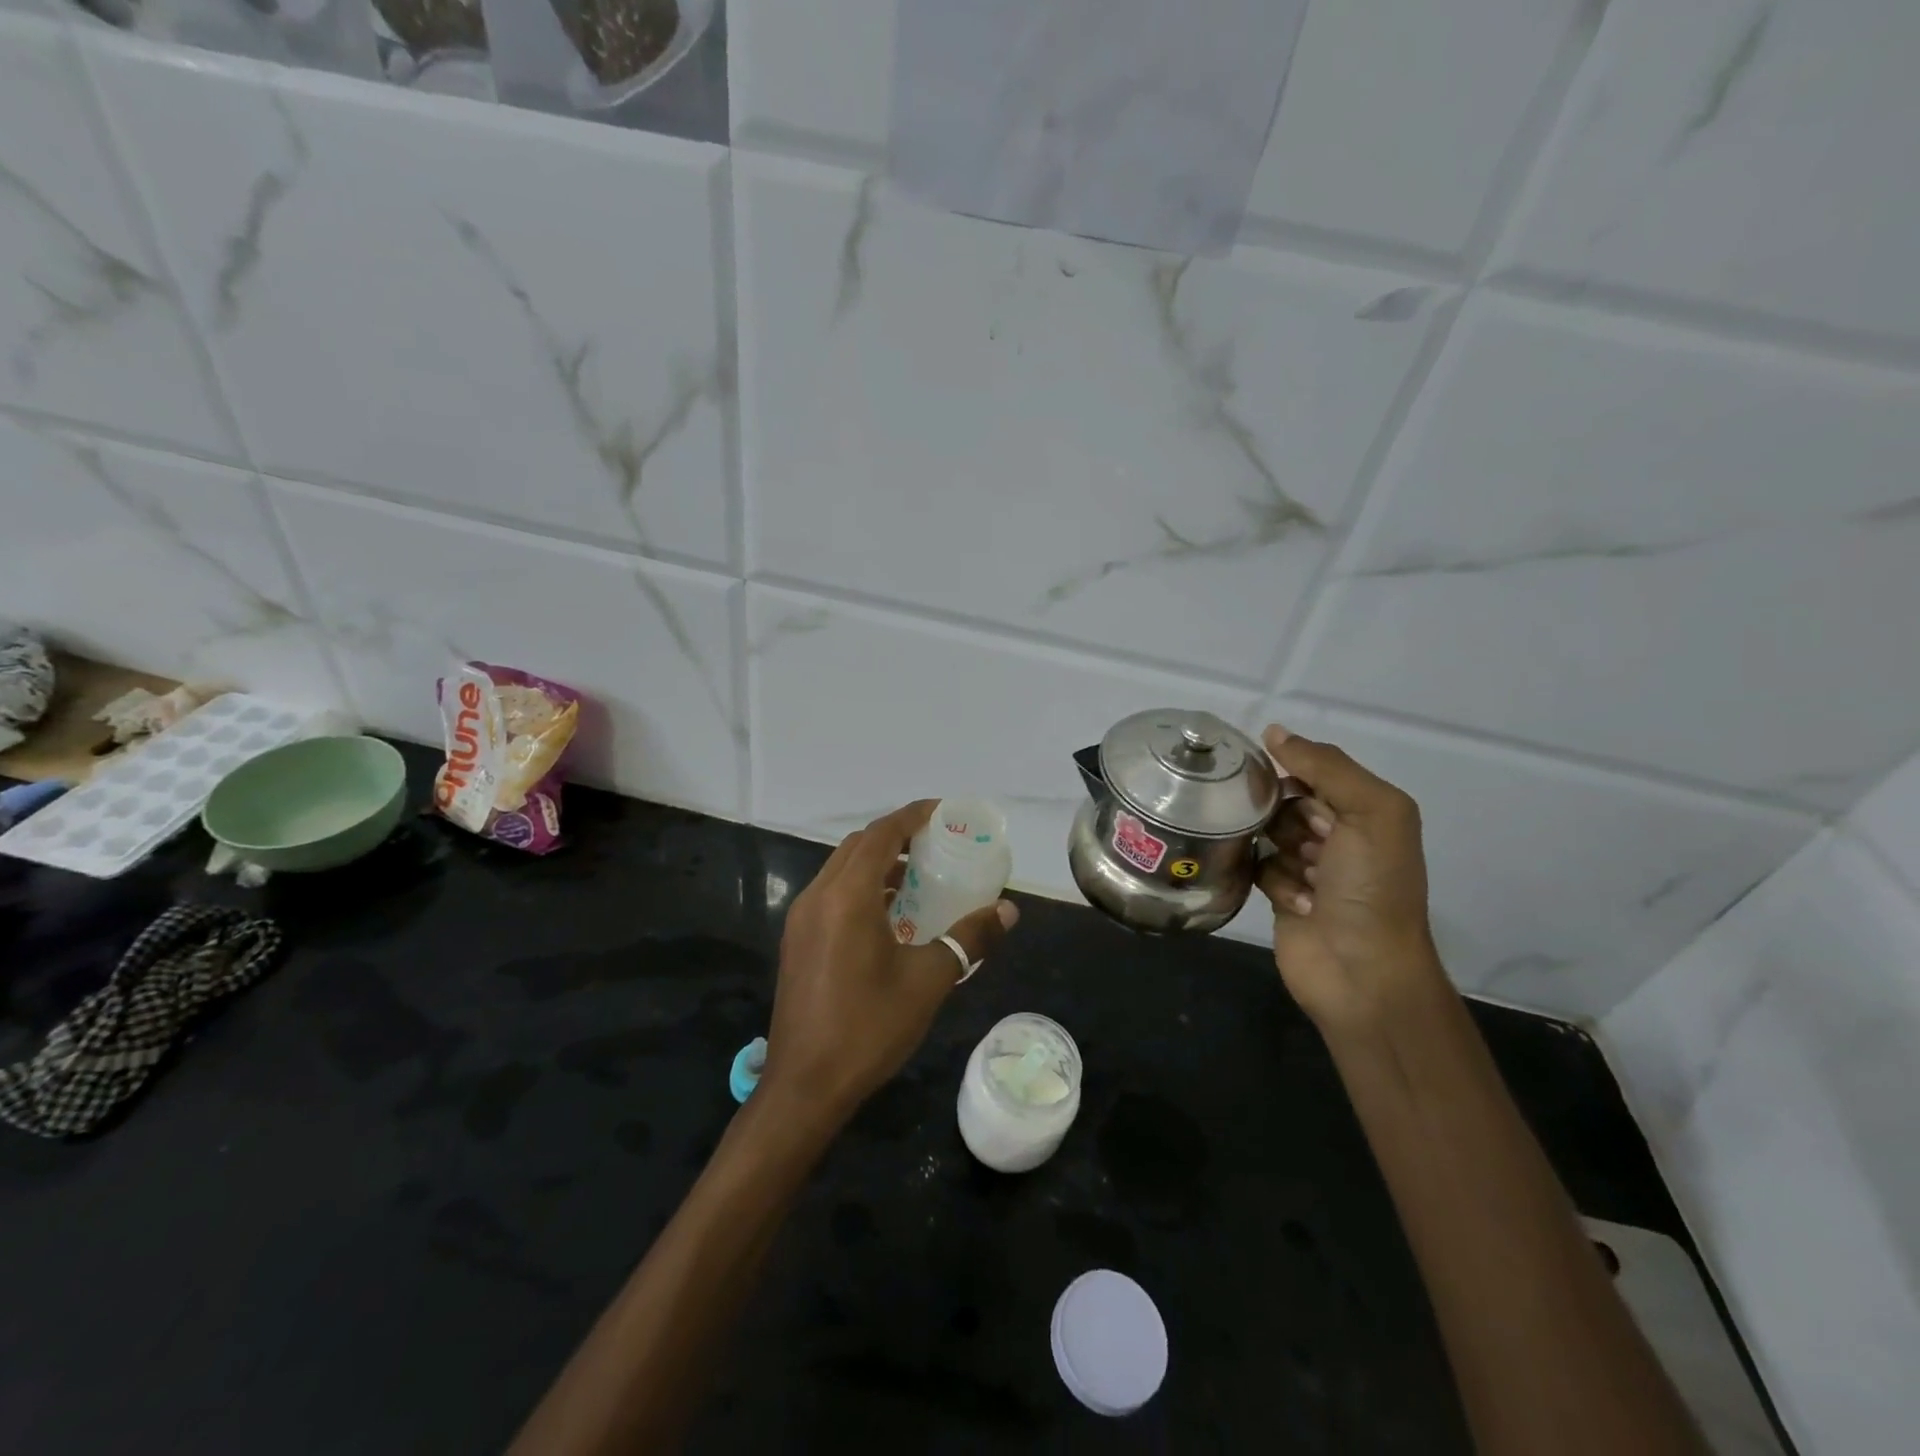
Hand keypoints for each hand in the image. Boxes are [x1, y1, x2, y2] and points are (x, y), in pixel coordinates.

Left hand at [760, 800, 1018, 1125]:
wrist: (805, 1086)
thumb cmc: (869, 1027)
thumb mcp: (929, 980)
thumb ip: (970, 938)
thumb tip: (1008, 909)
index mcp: (847, 896)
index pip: (881, 834)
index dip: (912, 816)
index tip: (943, 812)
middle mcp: (818, 896)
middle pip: (858, 845)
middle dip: (895, 835)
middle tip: (935, 843)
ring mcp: (801, 918)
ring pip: (841, 868)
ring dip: (876, 861)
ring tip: (917, 874)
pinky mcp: (797, 940)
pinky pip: (831, 893)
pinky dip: (860, 886)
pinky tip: (888, 914)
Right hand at [1256, 726, 1446, 1030]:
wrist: (1363, 972)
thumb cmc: (1372, 887)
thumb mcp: (1371, 812)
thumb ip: (1326, 766)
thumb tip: (1273, 731)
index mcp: (1366, 809)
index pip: (1314, 769)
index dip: (1291, 771)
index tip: (1266, 777)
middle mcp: (1338, 833)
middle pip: (1285, 800)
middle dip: (1284, 815)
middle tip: (1303, 840)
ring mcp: (1310, 866)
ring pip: (1267, 833)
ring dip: (1280, 851)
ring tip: (1306, 877)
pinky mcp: (1283, 894)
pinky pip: (1259, 867)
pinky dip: (1274, 882)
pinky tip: (1298, 903)